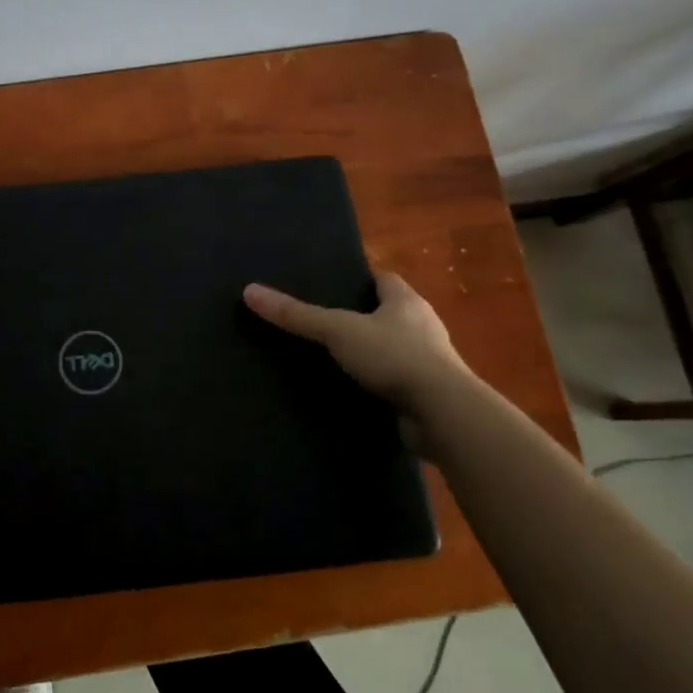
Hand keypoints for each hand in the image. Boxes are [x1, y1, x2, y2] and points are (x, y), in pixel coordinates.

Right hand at [243, 272, 469, 439]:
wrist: (443, 413)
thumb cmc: (395, 356)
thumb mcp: (337, 330)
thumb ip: (296, 315)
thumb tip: (249, 291)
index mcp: (406, 301)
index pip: (383, 279)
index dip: (359, 279)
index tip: (331, 284)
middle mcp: (422, 326)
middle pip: (388, 313)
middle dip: (361, 317)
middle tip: (323, 322)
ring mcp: (429, 363)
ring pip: (393, 349)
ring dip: (370, 354)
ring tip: (332, 359)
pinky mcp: (427, 395)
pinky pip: (396, 382)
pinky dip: (377, 385)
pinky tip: (352, 391)